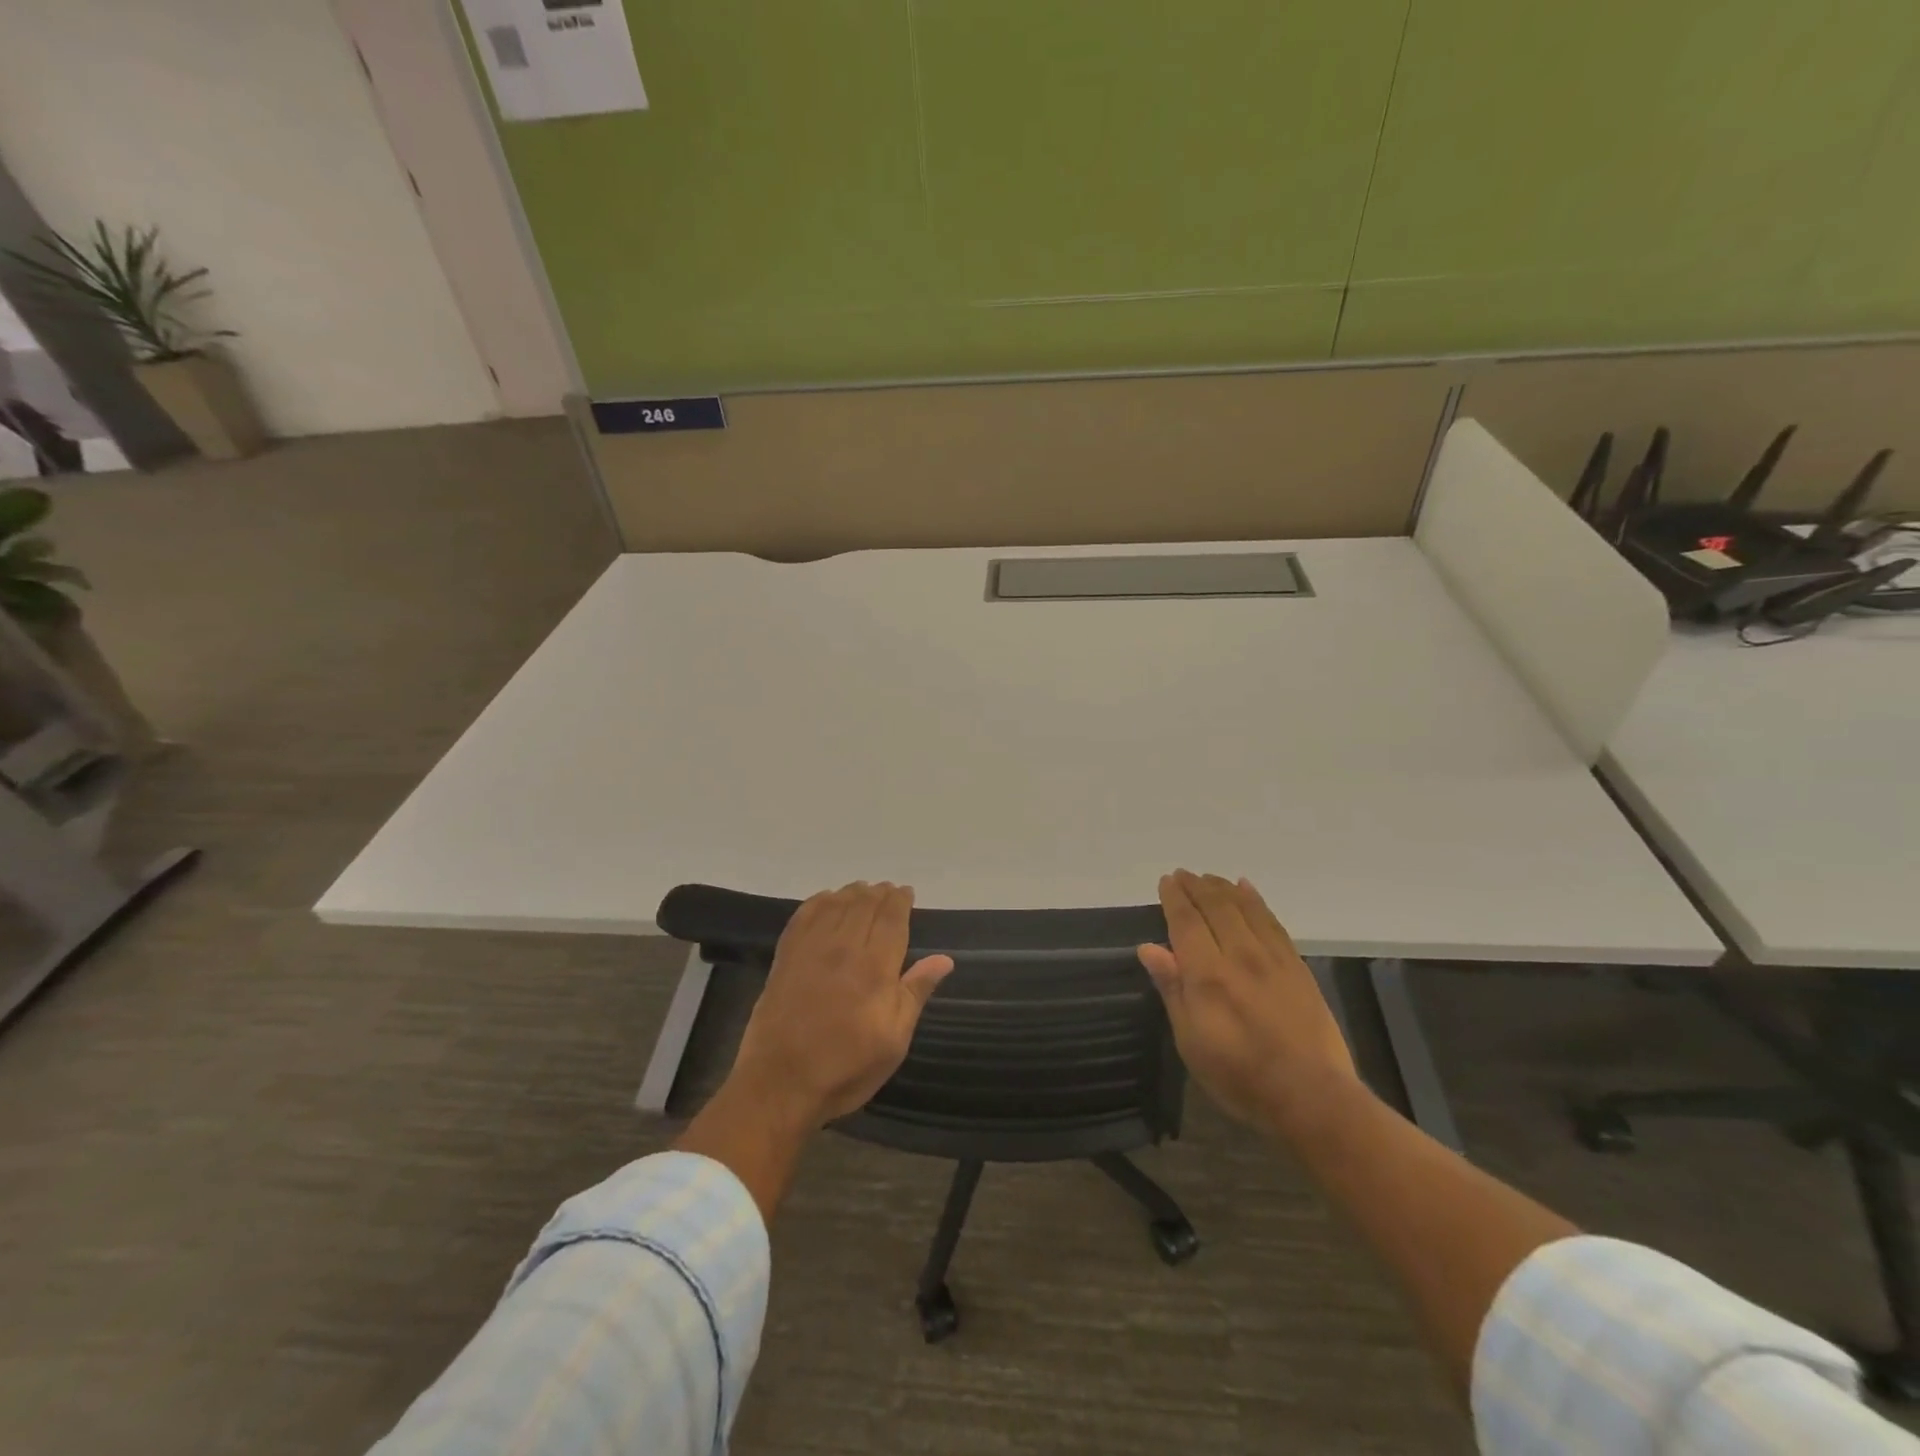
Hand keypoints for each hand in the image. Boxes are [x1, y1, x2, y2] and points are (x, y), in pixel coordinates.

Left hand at [730, 882, 954, 1129]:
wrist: (779, 1084)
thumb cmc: (845, 1067)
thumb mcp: (893, 1040)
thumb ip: (915, 992)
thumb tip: (944, 959)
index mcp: (875, 967)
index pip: (891, 918)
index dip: (900, 901)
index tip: (906, 892)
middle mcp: (843, 947)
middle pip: (864, 905)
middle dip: (879, 893)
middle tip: (888, 890)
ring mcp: (810, 949)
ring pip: (835, 904)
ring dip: (852, 893)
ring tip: (863, 891)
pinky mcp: (786, 957)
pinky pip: (804, 915)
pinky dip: (819, 901)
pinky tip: (826, 900)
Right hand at [1138, 871, 1357, 1134]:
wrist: (1311, 1096)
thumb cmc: (1239, 1075)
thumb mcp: (1191, 1040)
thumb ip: (1172, 989)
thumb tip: (1149, 948)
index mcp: (1207, 973)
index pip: (1186, 922)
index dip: (1174, 899)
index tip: (1167, 881)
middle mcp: (1239, 955)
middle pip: (1216, 907)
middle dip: (1197, 887)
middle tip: (1183, 874)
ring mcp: (1272, 958)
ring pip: (1245, 908)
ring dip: (1224, 888)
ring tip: (1210, 877)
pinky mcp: (1297, 967)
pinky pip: (1273, 922)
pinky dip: (1257, 901)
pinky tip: (1248, 890)